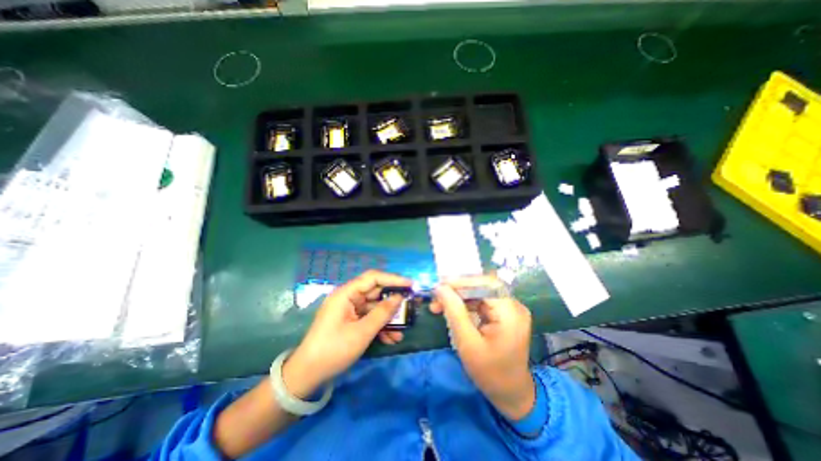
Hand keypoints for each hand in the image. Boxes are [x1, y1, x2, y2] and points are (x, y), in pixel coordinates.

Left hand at [285, 272, 412, 396]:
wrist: (308, 375)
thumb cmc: (334, 350)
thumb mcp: (362, 332)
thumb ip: (382, 313)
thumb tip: (399, 298)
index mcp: (346, 293)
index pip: (373, 278)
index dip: (393, 279)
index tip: (410, 285)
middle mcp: (348, 298)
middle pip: (375, 293)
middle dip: (393, 302)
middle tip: (410, 306)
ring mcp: (349, 310)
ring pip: (374, 308)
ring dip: (388, 318)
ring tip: (402, 330)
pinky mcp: (351, 321)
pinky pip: (369, 318)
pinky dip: (380, 326)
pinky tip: (391, 339)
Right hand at [430, 275, 539, 418]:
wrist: (511, 393)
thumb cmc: (489, 372)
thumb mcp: (467, 343)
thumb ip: (454, 312)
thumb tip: (440, 288)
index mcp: (510, 313)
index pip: (485, 284)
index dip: (461, 282)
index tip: (439, 287)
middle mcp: (514, 305)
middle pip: (482, 286)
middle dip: (457, 290)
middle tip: (436, 298)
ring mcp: (510, 308)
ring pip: (479, 292)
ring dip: (458, 297)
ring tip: (438, 306)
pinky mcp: (504, 313)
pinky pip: (481, 301)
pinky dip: (465, 304)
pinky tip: (452, 310)